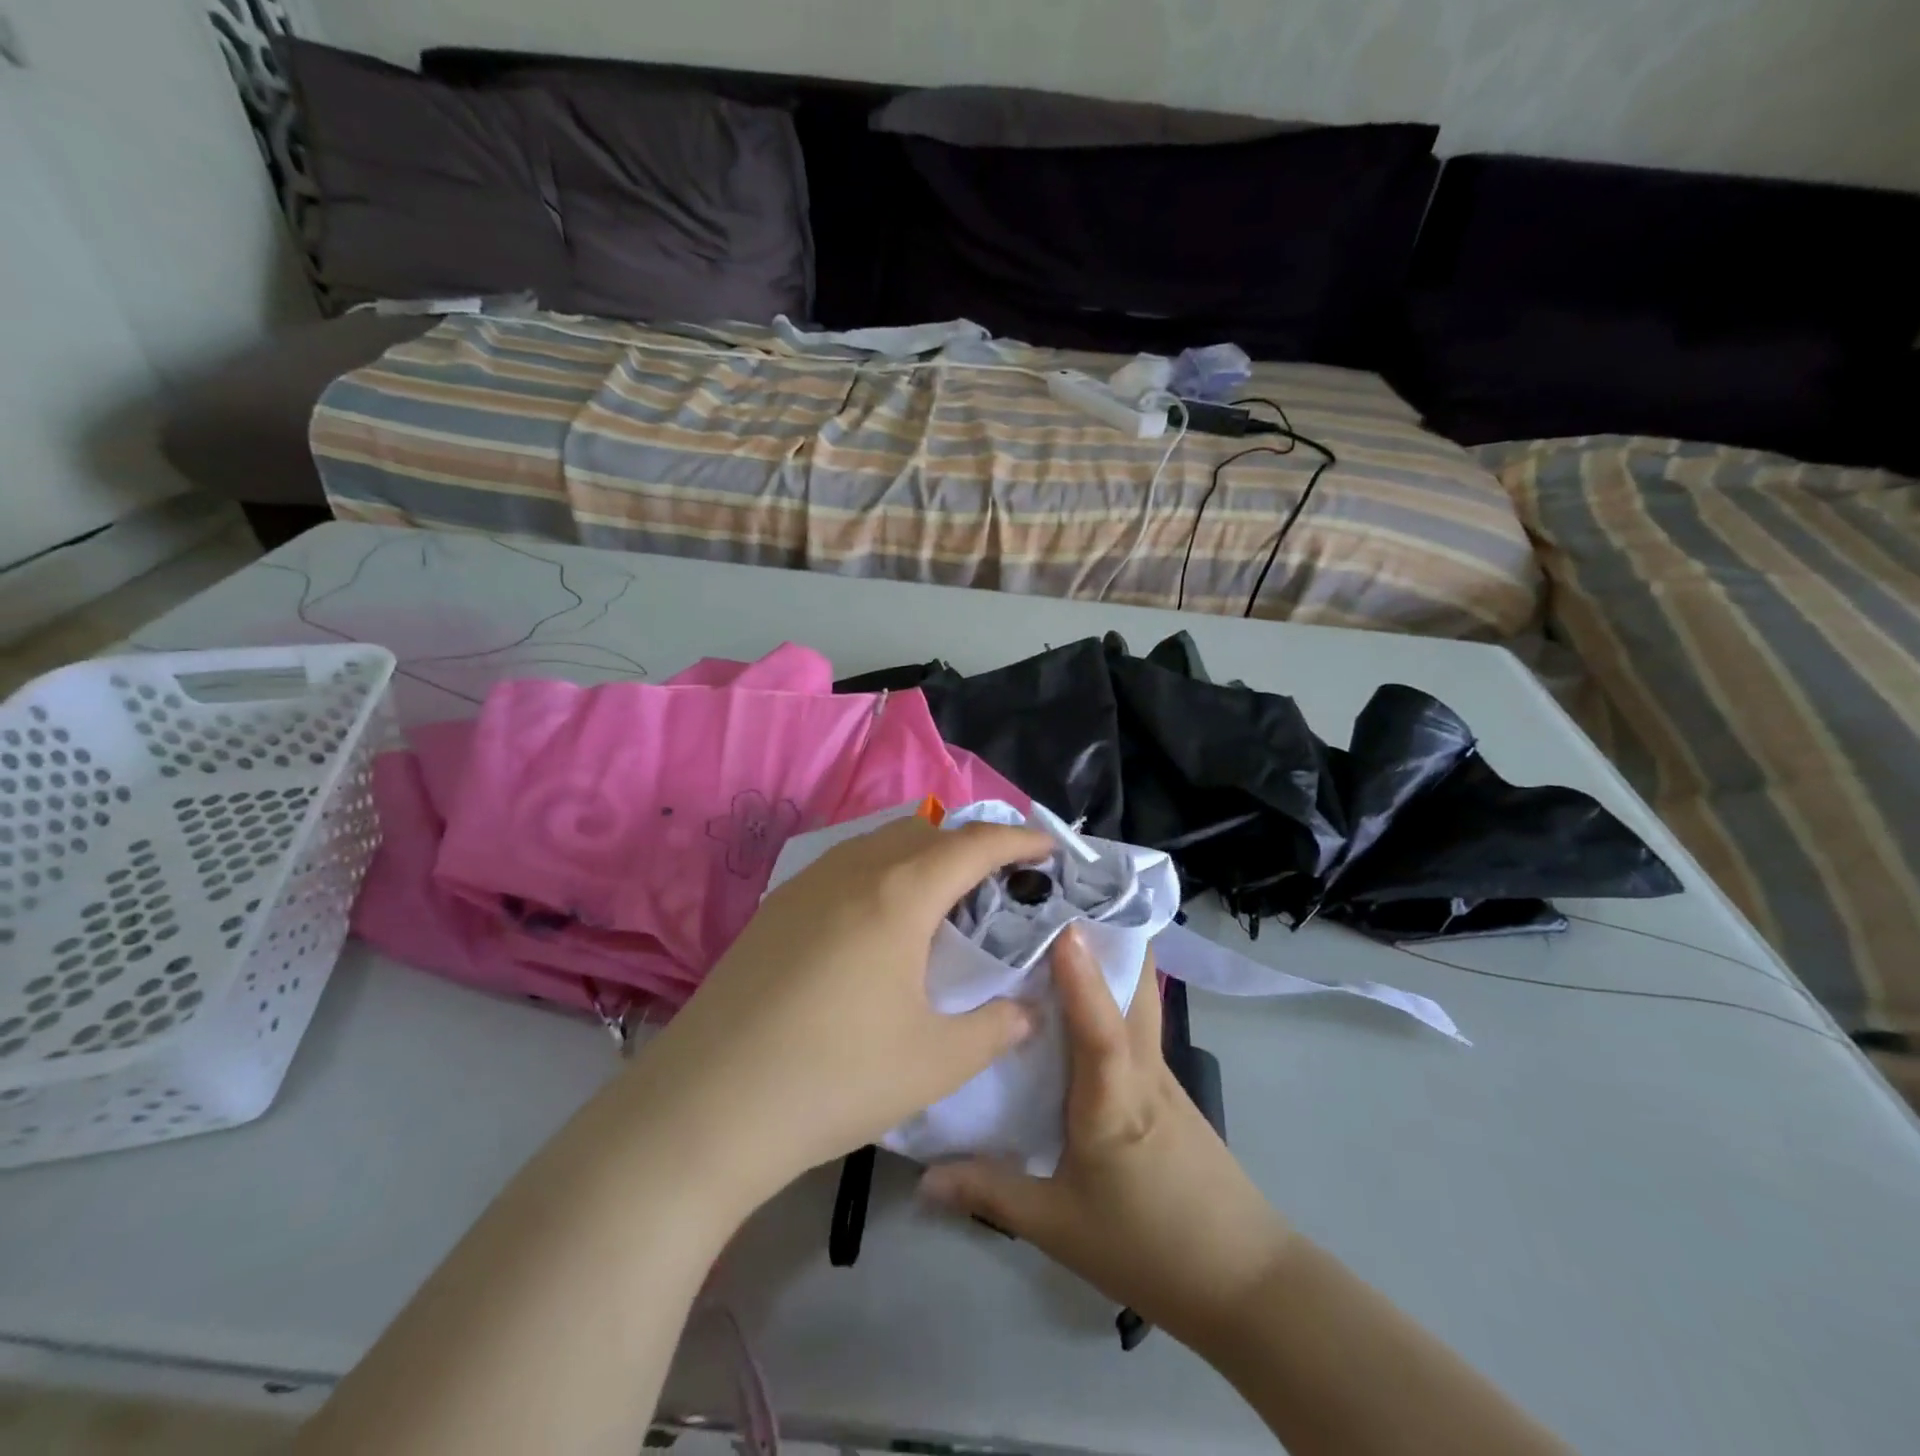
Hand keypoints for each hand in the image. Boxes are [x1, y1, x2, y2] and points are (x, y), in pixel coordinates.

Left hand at [625, 814, 1051, 1208]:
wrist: (707, 1106)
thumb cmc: (835, 1077)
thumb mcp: (935, 1061)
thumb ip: (996, 1027)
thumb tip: (1026, 1010)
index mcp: (900, 893)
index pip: (975, 844)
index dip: (1019, 838)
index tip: (1049, 847)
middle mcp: (853, 870)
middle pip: (926, 831)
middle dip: (971, 844)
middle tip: (999, 882)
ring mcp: (806, 884)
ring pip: (879, 843)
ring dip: (922, 854)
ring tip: (942, 899)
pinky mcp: (774, 908)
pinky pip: (844, 866)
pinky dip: (881, 872)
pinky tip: (878, 922)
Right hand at [920, 927, 1293, 1356]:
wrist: (1244, 1281)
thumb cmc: (1149, 1246)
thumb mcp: (1059, 1226)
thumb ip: (990, 1192)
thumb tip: (923, 1174)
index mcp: (1115, 1097)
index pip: (1099, 1026)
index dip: (1081, 975)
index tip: (1060, 922)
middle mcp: (1142, 1067)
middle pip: (1135, 982)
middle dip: (1103, 931)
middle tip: (1053, 896)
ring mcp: (1160, 1071)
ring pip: (1137, 995)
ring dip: (1108, 955)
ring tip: (1055, 929)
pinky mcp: (1165, 1085)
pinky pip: (1134, 1022)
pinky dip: (1109, 992)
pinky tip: (1076, 1001)